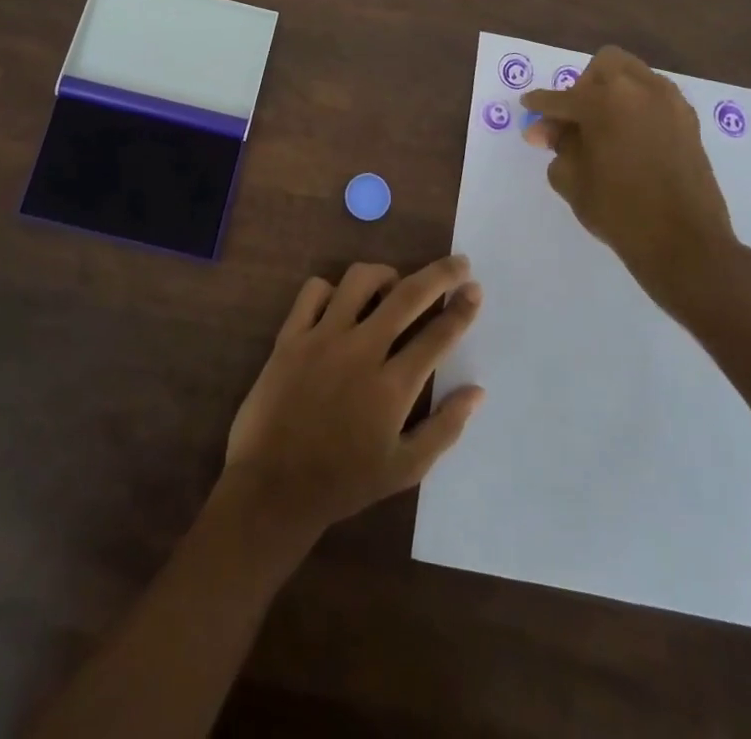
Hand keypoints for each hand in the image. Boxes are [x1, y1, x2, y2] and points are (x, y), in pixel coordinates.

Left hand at [223, 256, 484, 540]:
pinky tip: (340, 304)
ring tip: (392, 286)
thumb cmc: (344, 482)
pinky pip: (313, 291)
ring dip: (384, 275)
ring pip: (359, 280)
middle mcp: (361, 351)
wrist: (273, 487)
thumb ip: (444, 428)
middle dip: (439, 274)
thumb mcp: (404, 469)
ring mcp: (322, 338)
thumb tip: (477, 391)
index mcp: (393, 387)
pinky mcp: (290, 336)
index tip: (475, 288)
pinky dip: (331, 289)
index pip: (438, 335)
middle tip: (457, 263)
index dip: (461, 308)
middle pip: (407, 295)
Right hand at [520, 46, 750, 326]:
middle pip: (603, 66)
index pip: (560, 97)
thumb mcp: (571, 178)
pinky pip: (654, 97)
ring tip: (602, 126)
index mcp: (603, 100)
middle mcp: (638, 89)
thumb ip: (558, 145)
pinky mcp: (688, 120)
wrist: (684, 243)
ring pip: (633, 75)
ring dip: (612, 92)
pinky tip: (628, 136)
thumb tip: (550, 131)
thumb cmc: (618, 210)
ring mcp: (669, 102)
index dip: (539, 105)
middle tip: (573, 119)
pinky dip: (636, 106)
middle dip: (583, 86)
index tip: (529, 108)